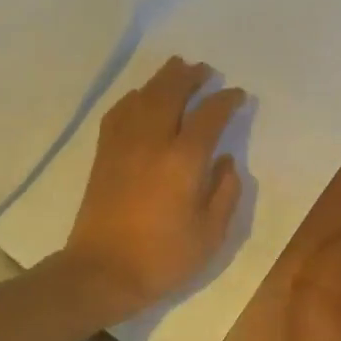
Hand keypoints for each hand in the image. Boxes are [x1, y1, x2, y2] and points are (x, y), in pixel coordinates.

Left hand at [63, 58, 246, 317]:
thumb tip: (225, 161)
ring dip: (162, 79)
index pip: (209, 116)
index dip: (226, 100)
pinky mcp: (104, 154)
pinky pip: (119, 113)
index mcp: (184, 161)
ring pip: (143, 96)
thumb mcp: (211, 234)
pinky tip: (140, 97)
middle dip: (190, 76)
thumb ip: (225, 192)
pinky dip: (133, 98)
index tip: (237, 95)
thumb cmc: (163, 257)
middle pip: (171, 92)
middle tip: (205, 70)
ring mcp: (124, 145)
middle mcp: (153, 142)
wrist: (103, 272)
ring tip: (177, 69)